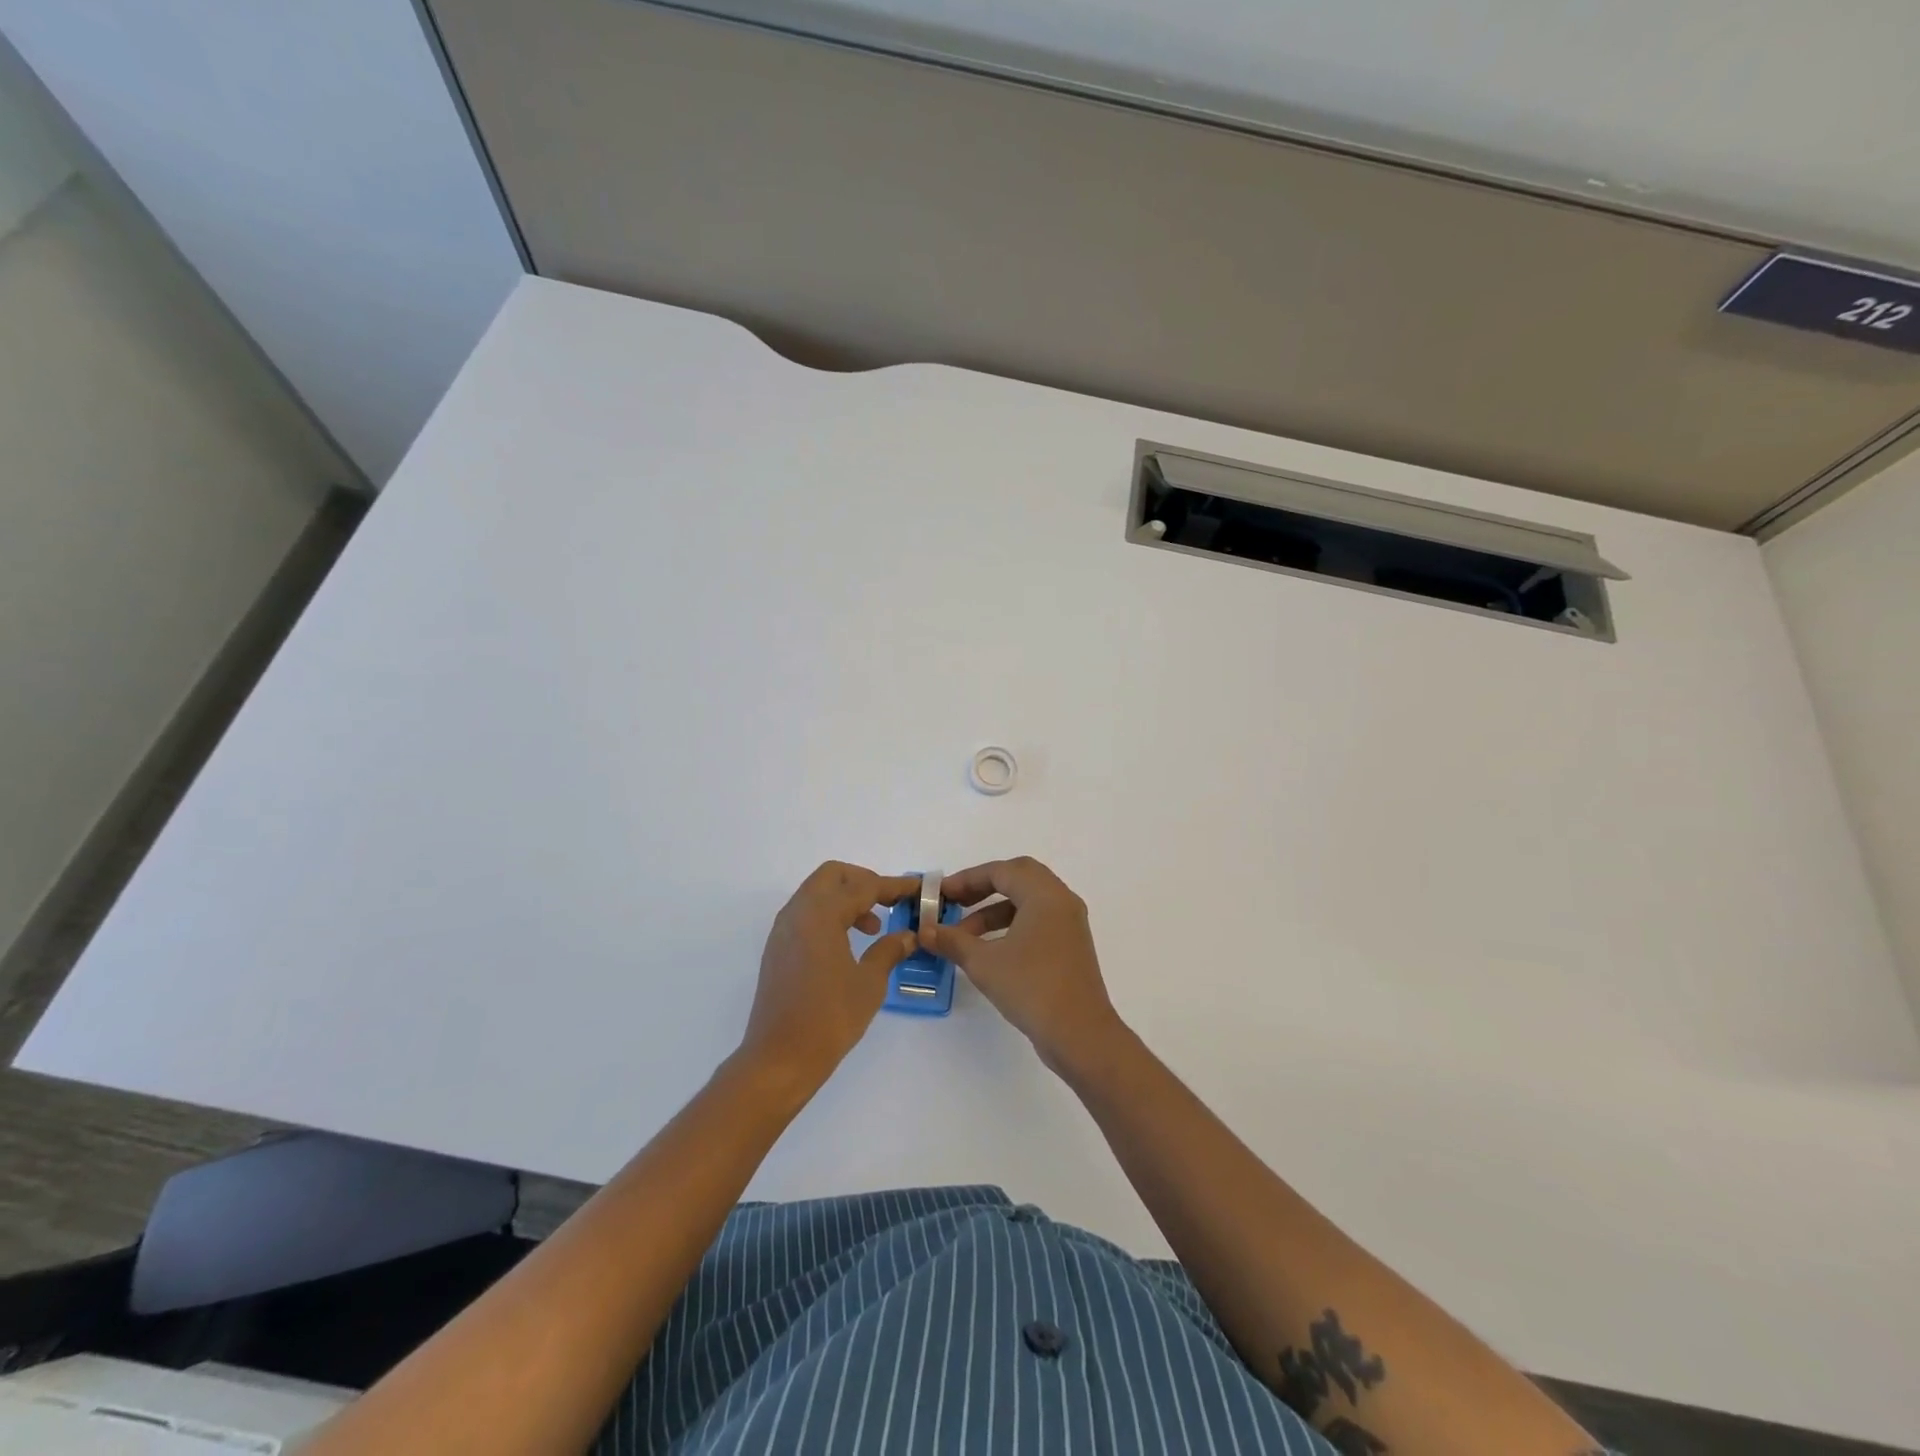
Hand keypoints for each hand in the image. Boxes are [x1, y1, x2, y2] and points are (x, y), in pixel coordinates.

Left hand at [738, 862, 920, 1095]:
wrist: (779, 1059)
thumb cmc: (829, 1018)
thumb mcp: (869, 983)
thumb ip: (889, 951)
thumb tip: (907, 936)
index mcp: (820, 914)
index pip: (863, 886)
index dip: (893, 886)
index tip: (917, 889)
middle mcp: (798, 912)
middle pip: (833, 876)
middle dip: (863, 882)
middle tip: (888, 903)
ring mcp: (783, 930)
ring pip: (817, 893)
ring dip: (845, 899)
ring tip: (872, 928)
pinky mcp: (777, 949)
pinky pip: (806, 914)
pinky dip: (829, 915)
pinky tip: (848, 944)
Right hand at [924, 857, 1127, 1073]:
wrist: (1080, 1035)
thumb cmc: (1031, 988)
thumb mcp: (984, 963)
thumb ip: (952, 941)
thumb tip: (924, 930)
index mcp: (1045, 895)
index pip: (1002, 871)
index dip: (967, 879)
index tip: (941, 894)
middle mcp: (1061, 901)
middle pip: (1018, 878)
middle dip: (982, 887)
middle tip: (955, 902)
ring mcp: (1069, 924)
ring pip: (1028, 901)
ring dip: (994, 911)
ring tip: (963, 935)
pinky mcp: (1070, 946)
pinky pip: (1037, 920)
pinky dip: (1011, 925)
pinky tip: (989, 950)